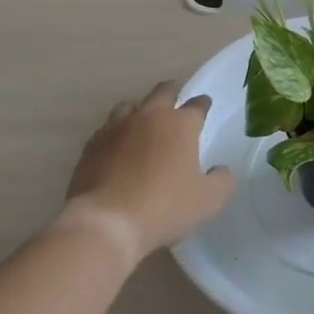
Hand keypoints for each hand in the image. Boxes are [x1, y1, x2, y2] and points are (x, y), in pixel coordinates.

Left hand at [62, 81, 235, 259]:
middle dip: (171, 93)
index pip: (196, 105)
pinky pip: (107, 129)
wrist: (106, 222)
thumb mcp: (208, 201)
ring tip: (143, 121)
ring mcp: (117, 128)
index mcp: (180, 125)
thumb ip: (221, 181)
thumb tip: (221, 170)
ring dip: (140, 110)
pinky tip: (117, 146)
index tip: (205, 106)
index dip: (203, 104)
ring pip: (130, 105)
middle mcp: (149, 117)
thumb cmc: (164, 207)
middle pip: (162, 92)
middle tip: (175, 100)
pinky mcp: (92, 145)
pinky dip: (116, 133)